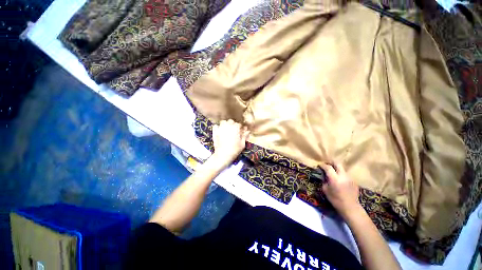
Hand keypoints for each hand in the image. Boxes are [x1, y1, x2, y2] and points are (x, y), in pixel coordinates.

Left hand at [212, 119, 249, 165]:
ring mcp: (220, 128)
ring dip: (225, 124)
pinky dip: (217, 127)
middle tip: (234, 130)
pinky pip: (215, 126)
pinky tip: (219, 131)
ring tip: (226, 129)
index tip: (240, 131)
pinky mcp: (215, 132)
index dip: (240, 127)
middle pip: (231, 121)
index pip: (238, 124)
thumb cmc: (234, 150)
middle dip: (232, 124)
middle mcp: (228, 126)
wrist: (223, 155)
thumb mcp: (242, 144)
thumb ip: (245, 136)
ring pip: (223, 122)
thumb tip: (248, 131)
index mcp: (235, 128)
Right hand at [320, 162, 360, 217]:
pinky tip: (339, 180)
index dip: (323, 165)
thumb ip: (324, 180)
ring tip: (333, 173)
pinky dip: (341, 175)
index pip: (328, 167)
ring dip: (337, 169)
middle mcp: (343, 176)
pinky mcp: (354, 181)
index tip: (319, 165)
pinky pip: (346, 175)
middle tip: (327, 164)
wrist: (350, 207)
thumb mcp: (325, 190)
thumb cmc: (335, 200)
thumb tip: (324, 176)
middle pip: (337, 163)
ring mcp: (349, 178)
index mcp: (334, 178)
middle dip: (331, 162)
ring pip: (342, 169)